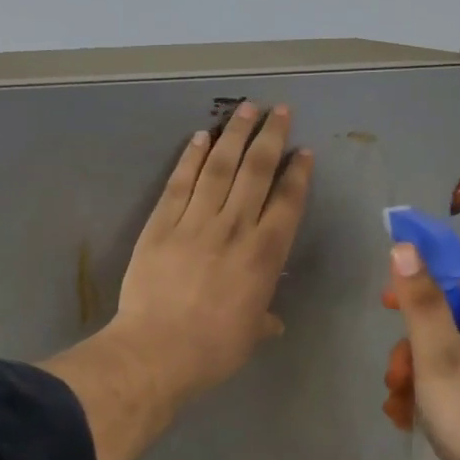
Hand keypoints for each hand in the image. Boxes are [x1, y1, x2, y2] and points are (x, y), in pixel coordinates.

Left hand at [113, 101, 313, 405]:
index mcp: (264, 255)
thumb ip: (263, 319)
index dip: (297, 173)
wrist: (157, 351)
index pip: (287, 202)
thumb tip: (272, 322)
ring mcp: (196, 221)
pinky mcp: (161, 223)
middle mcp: (235, 228)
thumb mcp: (250, 335)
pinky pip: (180, 182)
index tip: (303, 151)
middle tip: (279, 110)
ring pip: (219, 167)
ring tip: (246, 109)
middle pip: (256, 171)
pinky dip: (191, 158)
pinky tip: (200, 137)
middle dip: (270, 137)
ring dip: (234, 135)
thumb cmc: (213, 350)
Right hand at [380, 246, 459, 459]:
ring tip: (398, 408)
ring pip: (444, 355)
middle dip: (409, 348)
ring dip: (414, 376)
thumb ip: (420, 302)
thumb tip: (406, 246)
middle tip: (395, 379)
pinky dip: (430, 395)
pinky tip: (410, 420)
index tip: (384, 309)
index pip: (448, 280)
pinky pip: (456, 381)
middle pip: (442, 321)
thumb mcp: (438, 357)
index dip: (413, 289)